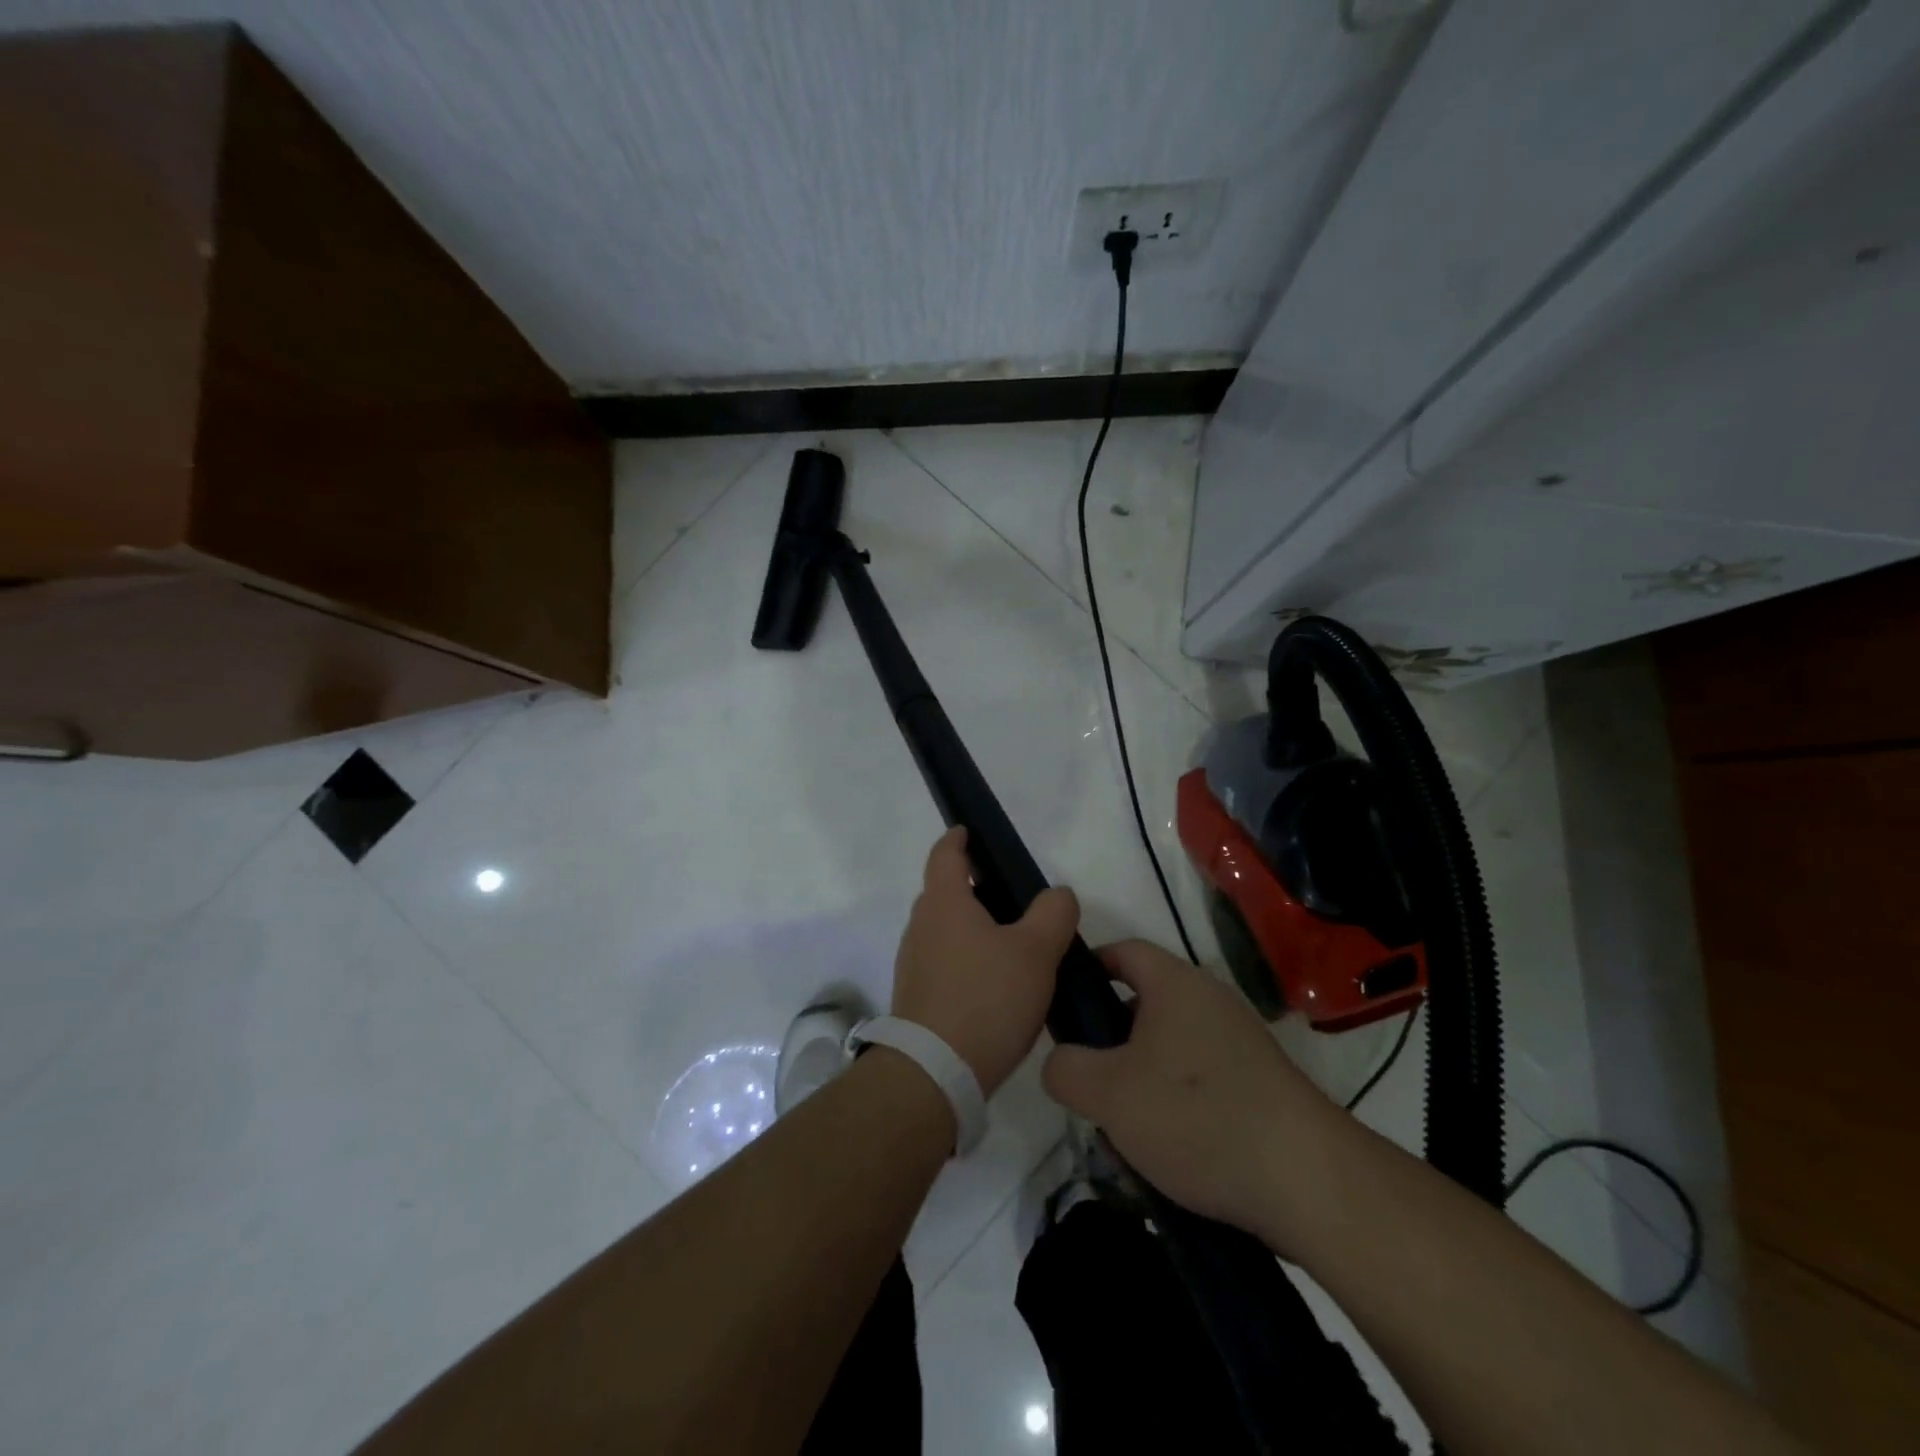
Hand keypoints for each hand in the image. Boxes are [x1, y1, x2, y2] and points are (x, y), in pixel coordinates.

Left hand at [891, 827, 1078, 1097]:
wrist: (934, 1074)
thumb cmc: (986, 999)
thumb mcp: (1035, 952)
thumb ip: (1053, 914)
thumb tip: (1057, 895)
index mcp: (944, 903)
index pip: (945, 854)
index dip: (958, 839)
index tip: (968, 831)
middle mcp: (921, 926)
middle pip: (946, 893)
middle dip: (976, 889)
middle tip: (1016, 899)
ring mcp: (914, 963)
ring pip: (947, 931)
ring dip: (975, 929)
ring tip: (1015, 946)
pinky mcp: (917, 997)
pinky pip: (945, 963)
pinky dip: (968, 961)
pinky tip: (998, 986)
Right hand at [1041, 940, 1344, 1248]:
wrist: (1308, 1182)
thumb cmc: (1196, 1116)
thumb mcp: (1109, 1094)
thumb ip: (1065, 1069)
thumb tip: (1059, 1062)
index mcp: (1176, 984)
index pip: (1123, 951)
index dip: (1088, 967)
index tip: (1061, 1002)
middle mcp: (1210, 1001)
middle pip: (1143, 1004)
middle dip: (1109, 1040)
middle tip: (1084, 1078)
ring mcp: (1239, 1043)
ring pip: (1168, 1049)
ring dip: (1139, 1080)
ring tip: (1119, 1128)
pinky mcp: (1259, 1085)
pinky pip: (1199, 1079)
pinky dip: (1174, 1104)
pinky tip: (1164, 1151)